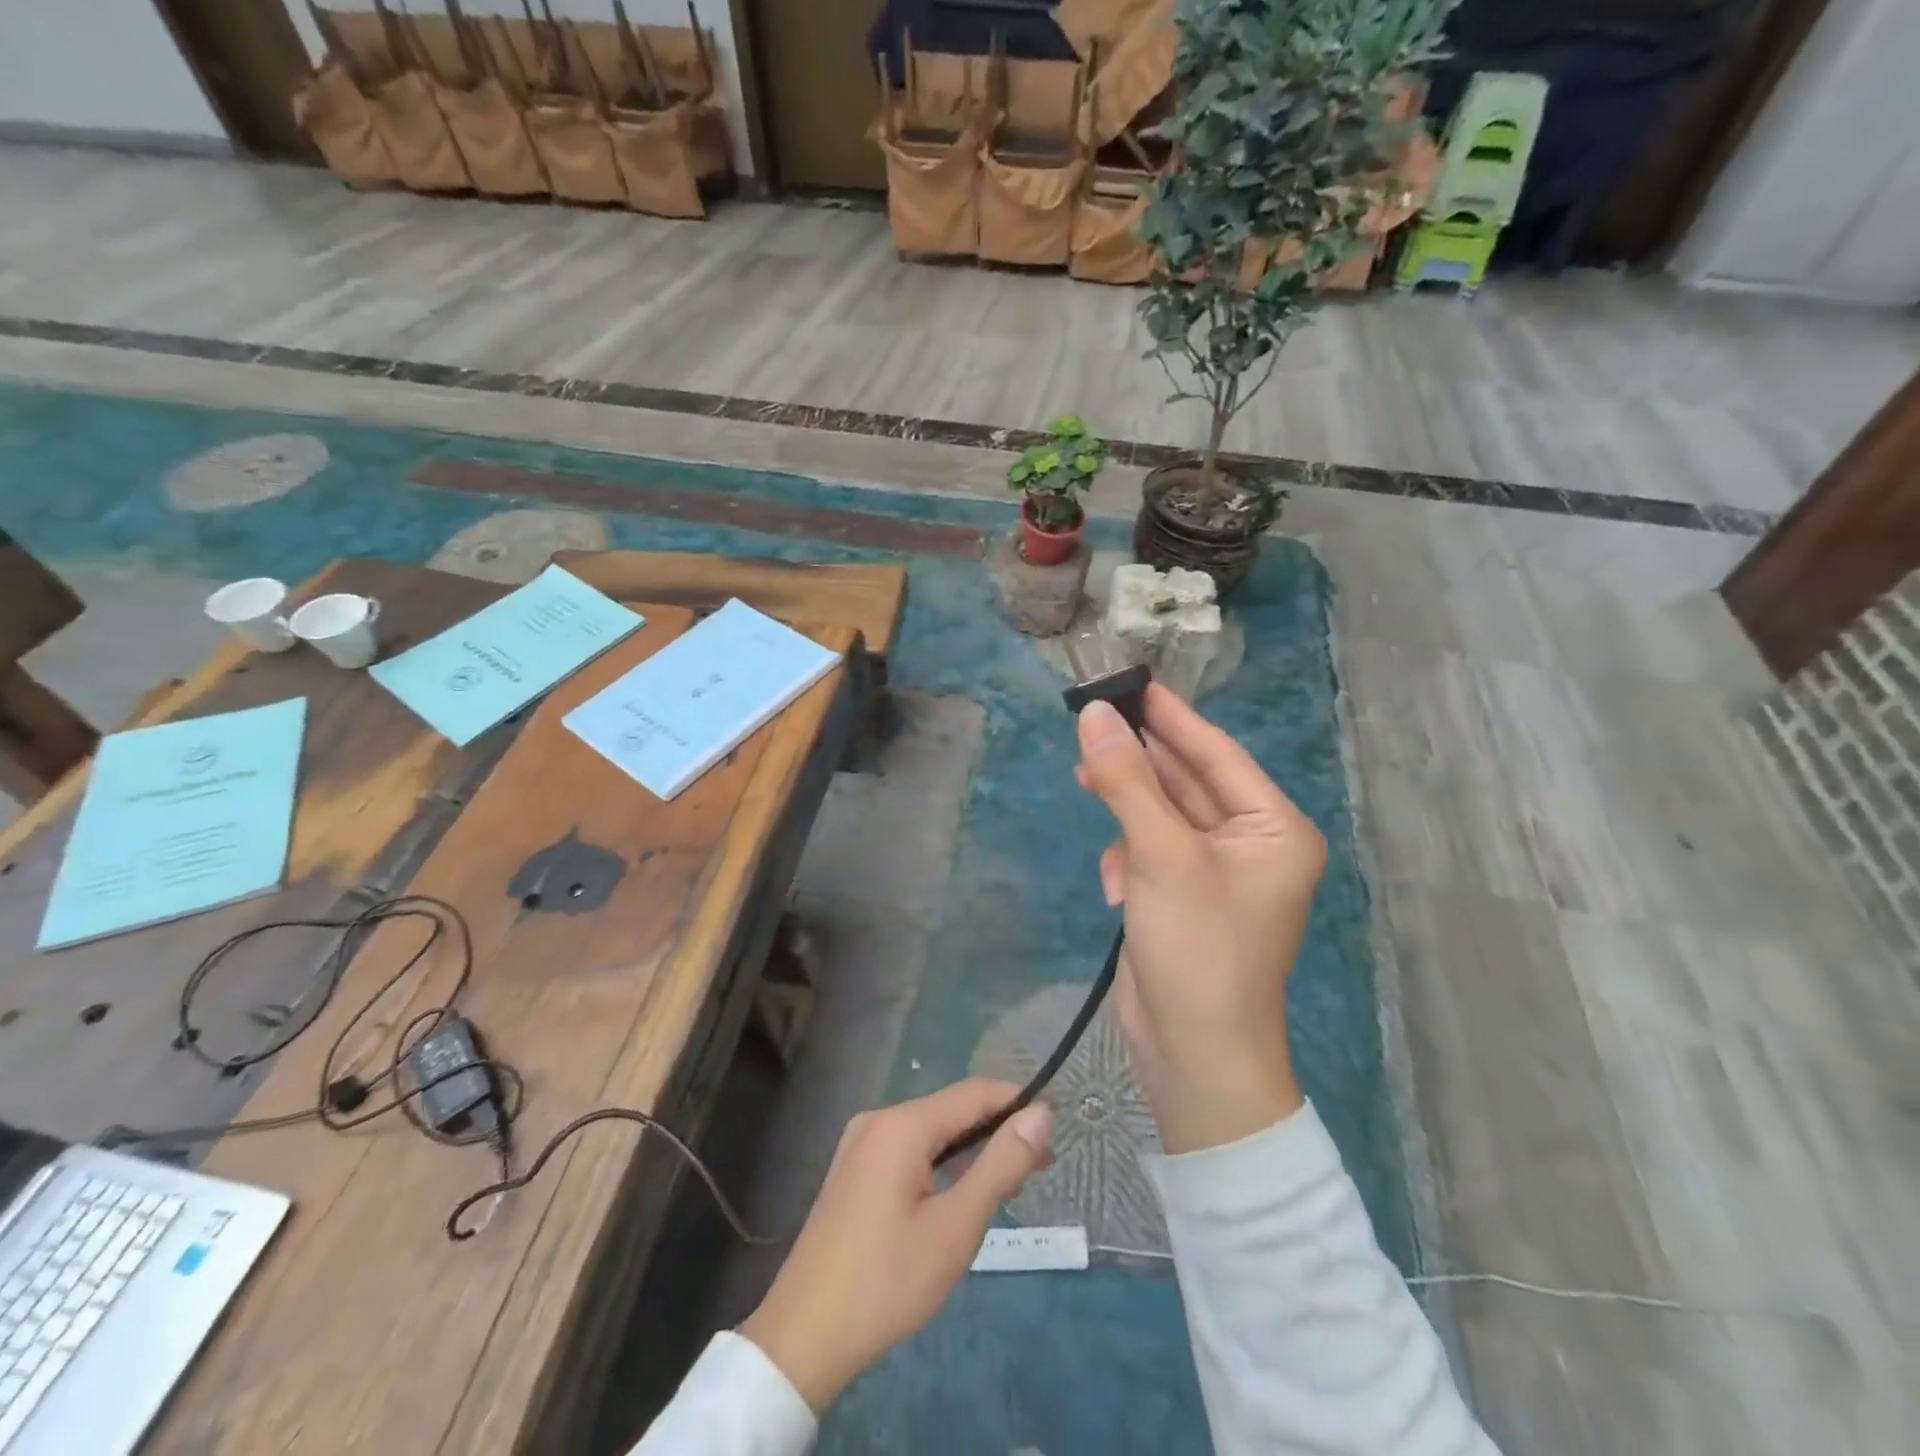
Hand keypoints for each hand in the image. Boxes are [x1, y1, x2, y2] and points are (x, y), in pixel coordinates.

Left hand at [741, 1080, 1053, 1411]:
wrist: (803, 1335)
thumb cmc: (888, 1281)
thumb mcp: (956, 1227)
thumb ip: (1000, 1165)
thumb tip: (1041, 1114)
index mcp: (901, 1124)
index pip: (973, 1093)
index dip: (1016, 1102)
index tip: (1055, 1125)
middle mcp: (879, 1119)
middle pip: (951, 1109)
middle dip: (996, 1129)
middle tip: (1040, 1165)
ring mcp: (860, 1143)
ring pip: (930, 1131)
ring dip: (971, 1148)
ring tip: (1009, 1179)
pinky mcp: (853, 1169)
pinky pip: (909, 1149)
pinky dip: (942, 1161)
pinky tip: (960, 1189)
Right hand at [1075, 685, 1319, 1153]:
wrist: (1194, 1058)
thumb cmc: (1197, 949)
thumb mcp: (1160, 855)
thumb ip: (1127, 781)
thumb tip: (1093, 714)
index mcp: (1273, 828)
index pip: (1216, 753)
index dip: (1169, 716)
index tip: (1127, 681)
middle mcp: (1252, 844)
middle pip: (1187, 781)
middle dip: (1139, 759)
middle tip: (1090, 721)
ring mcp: (1216, 873)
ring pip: (1163, 814)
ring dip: (1127, 808)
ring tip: (1085, 781)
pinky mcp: (1183, 897)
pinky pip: (1152, 850)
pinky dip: (1128, 855)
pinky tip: (1113, 882)